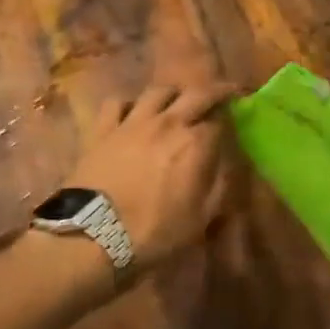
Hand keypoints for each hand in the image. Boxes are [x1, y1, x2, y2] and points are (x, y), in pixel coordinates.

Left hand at [65, 82, 240, 274]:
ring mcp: (132, 122)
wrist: (94, 237)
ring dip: (173, 94)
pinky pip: (117, 102)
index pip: (220, 122)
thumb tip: (228, 164)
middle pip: (197, 94)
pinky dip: (128, 104)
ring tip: (177, 102)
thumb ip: (219, 185)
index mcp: (195, 144)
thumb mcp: (201, 218)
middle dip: (215, 91)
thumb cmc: (154, 232)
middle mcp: (168, 123)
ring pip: (158, 91)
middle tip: (223, 93)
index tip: (235, 124)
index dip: (230, 122)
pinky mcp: (103, 130)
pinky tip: (132, 114)